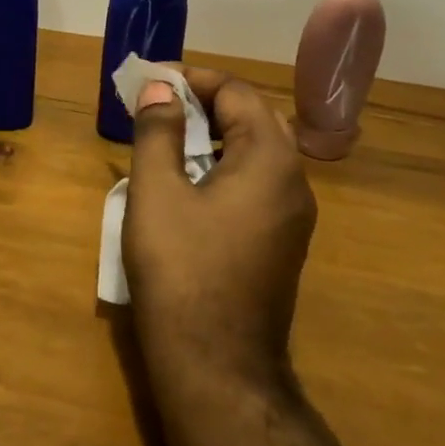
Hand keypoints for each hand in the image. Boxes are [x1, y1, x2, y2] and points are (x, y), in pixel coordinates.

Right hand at [123, 67, 317, 384]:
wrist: (217, 366)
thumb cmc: (182, 269)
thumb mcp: (157, 191)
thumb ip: (159, 130)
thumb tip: (161, 87)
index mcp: (270, 160)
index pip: (237, 92)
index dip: (192, 79)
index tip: (151, 82)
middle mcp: (294, 181)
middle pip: (253, 118)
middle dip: (204, 103)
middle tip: (158, 106)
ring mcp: (292, 216)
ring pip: (256, 152)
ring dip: (214, 135)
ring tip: (166, 139)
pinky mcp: (281, 243)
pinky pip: (256, 184)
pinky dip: (224, 166)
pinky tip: (188, 182)